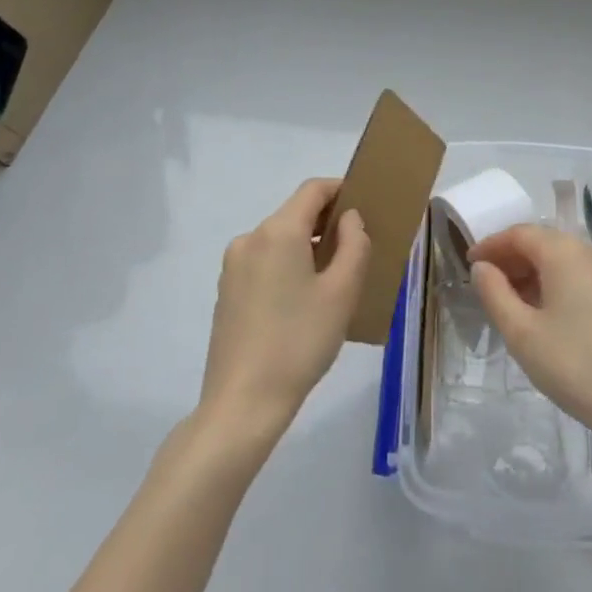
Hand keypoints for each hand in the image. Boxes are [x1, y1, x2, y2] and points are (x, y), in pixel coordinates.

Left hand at [199, 179, 370, 439]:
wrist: (243, 402)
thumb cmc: (300, 342)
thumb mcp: (342, 292)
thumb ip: (354, 244)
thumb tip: (349, 219)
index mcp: (278, 231)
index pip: (313, 189)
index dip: (341, 190)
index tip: (365, 206)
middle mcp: (250, 238)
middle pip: (294, 213)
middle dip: (326, 221)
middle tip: (356, 247)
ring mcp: (233, 265)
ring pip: (279, 239)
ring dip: (307, 245)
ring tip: (333, 278)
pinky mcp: (226, 290)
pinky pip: (264, 261)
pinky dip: (287, 265)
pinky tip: (302, 301)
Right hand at [468, 223, 591, 454]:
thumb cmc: (577, 366)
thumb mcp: (522, 334)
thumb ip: (495, 294)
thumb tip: (483, 267)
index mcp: (566, 251)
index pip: (520, 234)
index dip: (491, 245)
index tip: (469, 264)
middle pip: (545, 244)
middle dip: (513, 261)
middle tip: (488, 286)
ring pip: (567, 262)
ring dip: (537, 275)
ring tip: (515, 305)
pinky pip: (586, 279)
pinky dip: (561, 287)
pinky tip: (551, 317)